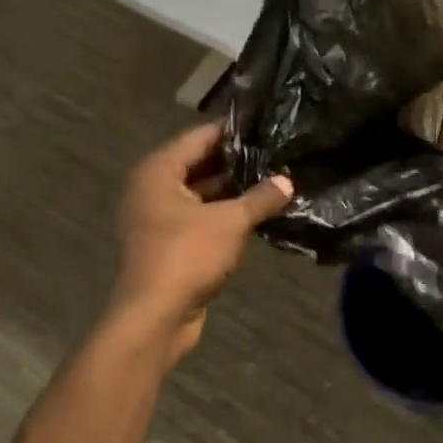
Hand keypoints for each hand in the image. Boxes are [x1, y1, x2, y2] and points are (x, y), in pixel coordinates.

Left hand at [106, 122, 292, 365]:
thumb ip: (261, 198)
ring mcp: (159, 217)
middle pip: (200, 163)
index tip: (267, 124)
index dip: (234, 130)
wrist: (155, 318)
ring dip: (233, 189)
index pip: (201, 137)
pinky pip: (201, 216)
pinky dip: (225, 212)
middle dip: (237, 160)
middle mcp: (153, 188)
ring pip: (202, 192)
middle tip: (277, 151)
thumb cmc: (187, 256)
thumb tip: (288, 181)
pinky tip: (258, 210)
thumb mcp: (231, 222)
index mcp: (159, 172)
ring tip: (274, 177)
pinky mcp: (169, 242)